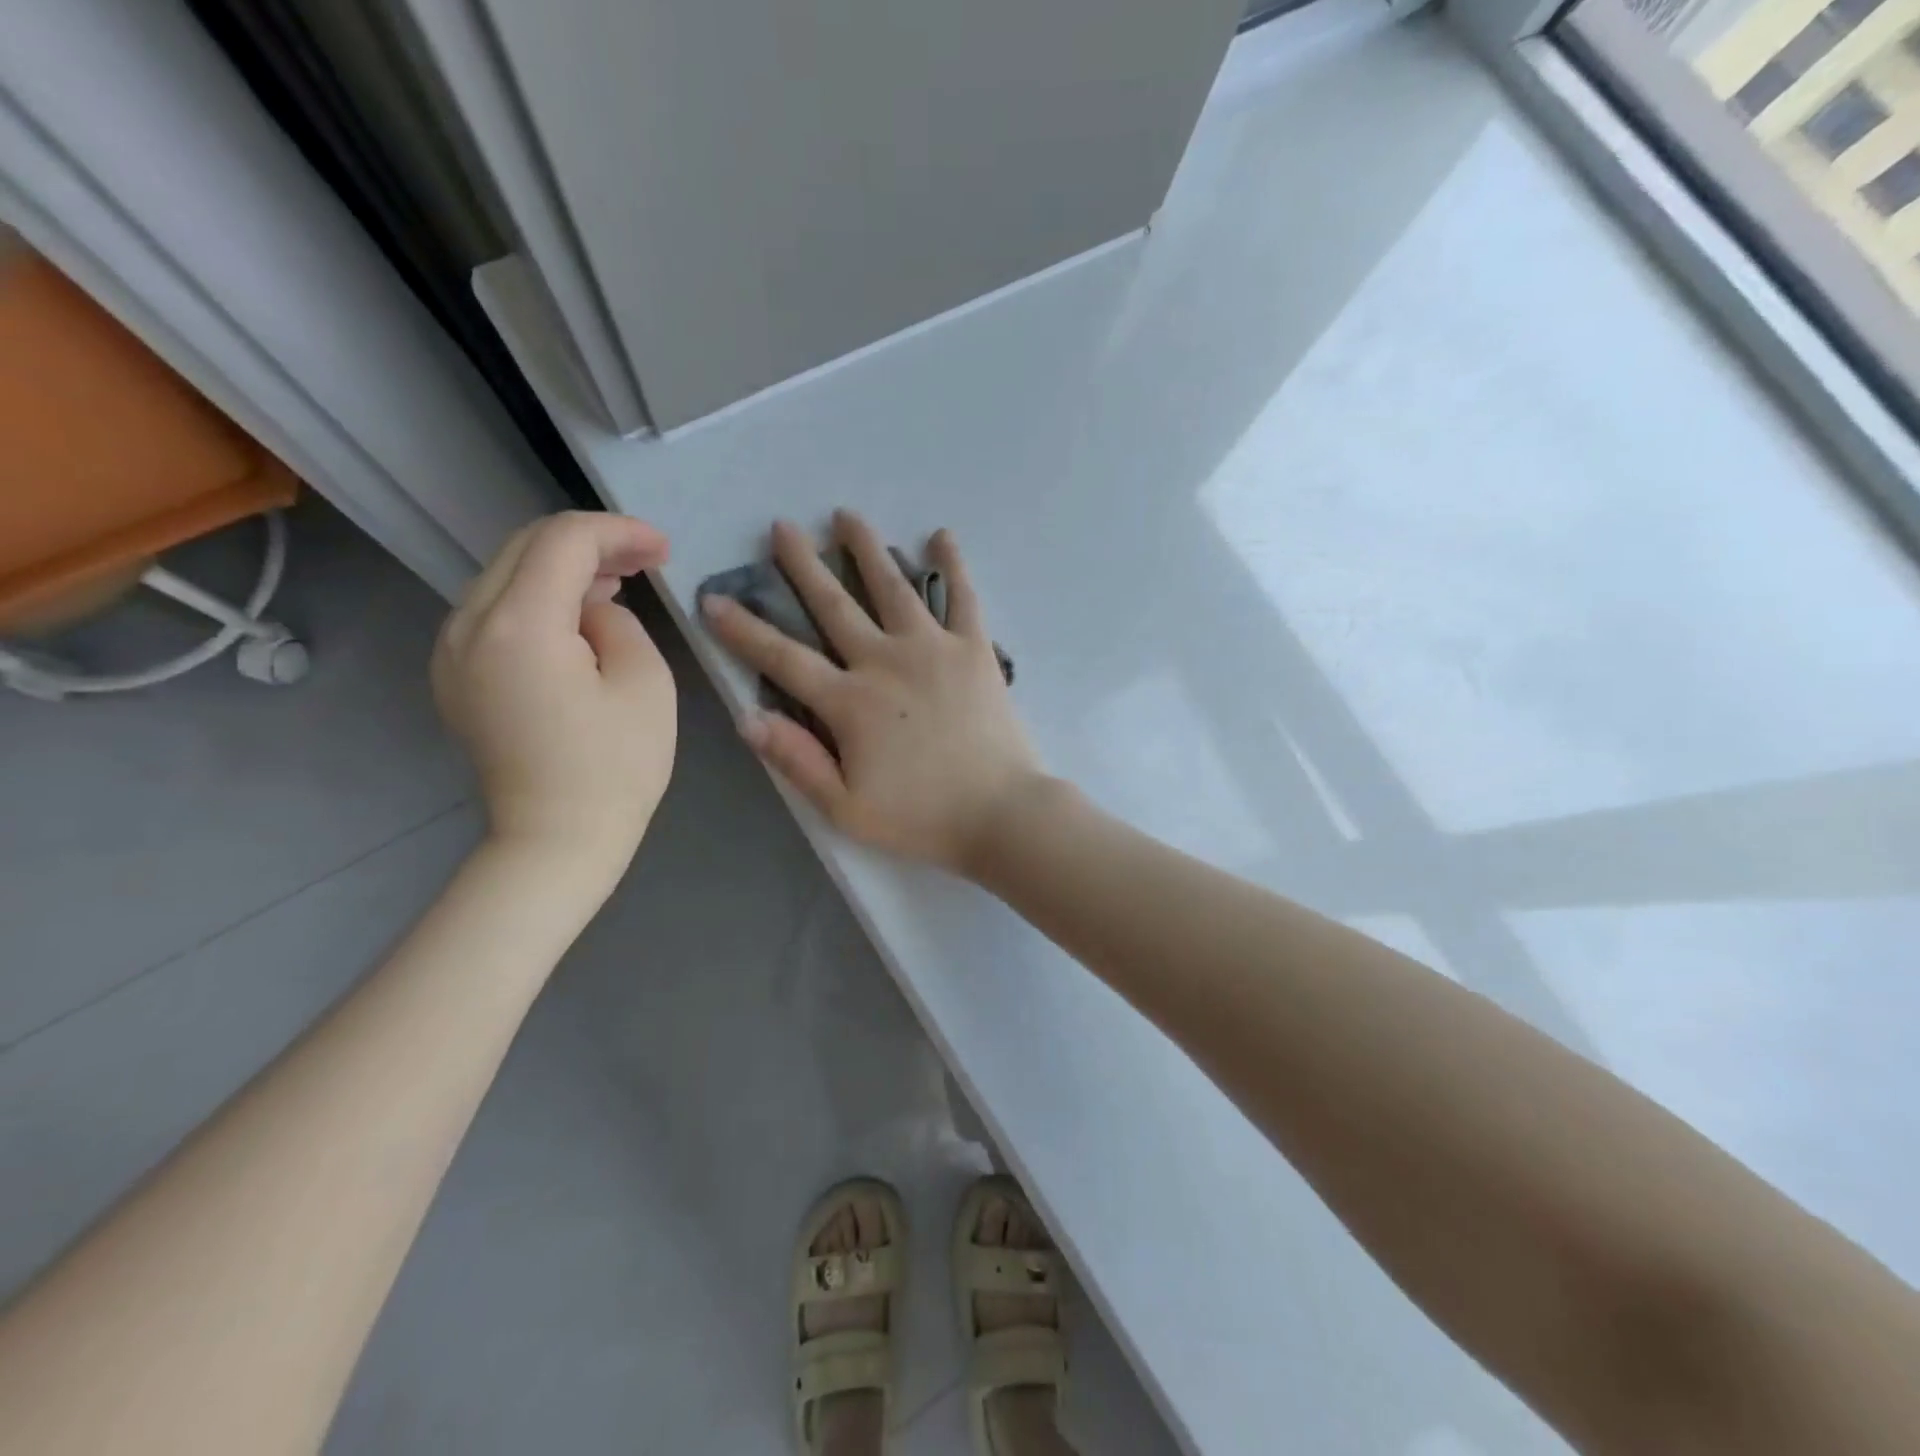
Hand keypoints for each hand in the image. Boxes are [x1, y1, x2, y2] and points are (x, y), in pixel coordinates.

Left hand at [432, 512, 675, 889]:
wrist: (556, 839)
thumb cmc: (616, 767)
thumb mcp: (645, 682)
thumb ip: (617, 621)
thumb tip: (591, 609)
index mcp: (519, 626)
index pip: (563, 541)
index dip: (618, 532)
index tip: (663, 550)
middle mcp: (468, 626)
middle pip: (525, 547)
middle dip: (590, 543)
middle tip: (645, 561)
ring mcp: (451, 651)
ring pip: (506, 575)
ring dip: (563, 570)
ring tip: (617, 587)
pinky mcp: (455, 674)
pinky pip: (494, 611)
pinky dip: (538, 599)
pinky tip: (577, 620)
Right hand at [701, 512, 1041, 875]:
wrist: (1001, 814)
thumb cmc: (922, 818)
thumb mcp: (846, 808)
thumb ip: (797, 761)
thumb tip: (747, 718)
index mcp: (849, 702)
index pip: (782, 658)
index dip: (744, 630)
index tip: (713, 598)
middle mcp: (885, 661)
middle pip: (834, 604)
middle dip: (802, 564)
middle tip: (782, 527)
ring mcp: (933, 648)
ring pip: (892, 586)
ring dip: (866, 548)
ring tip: (845, 516)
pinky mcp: (974, 649)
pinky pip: (962, 597)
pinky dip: (952, 565)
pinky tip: (940, 536)